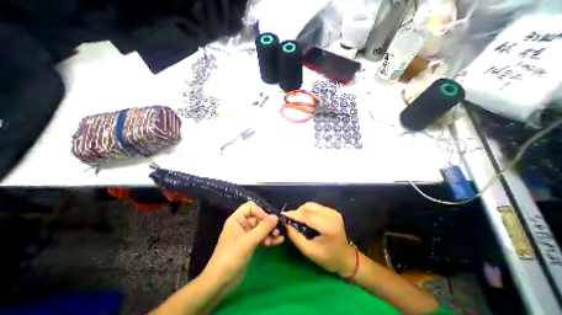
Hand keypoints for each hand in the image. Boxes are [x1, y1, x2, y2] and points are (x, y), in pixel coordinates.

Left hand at [203, 202, 285, 290]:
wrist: (220, 282)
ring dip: (269, 231)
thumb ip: (264, 227)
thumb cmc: (232, 256)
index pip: (251, 207)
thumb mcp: (249, 241)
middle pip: (258, 217)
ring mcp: (246, 235)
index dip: (260, 211)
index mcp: (237, 219)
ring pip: (261, 228)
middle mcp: (242, 224)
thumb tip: (276, 216)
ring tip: (277, 237)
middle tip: (276, 230)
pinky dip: (269, 238)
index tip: (269, 220)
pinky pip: (261, 237)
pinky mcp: (250, 244)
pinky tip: (279, 241)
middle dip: (268, 223)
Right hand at [283, 203, 351, 276]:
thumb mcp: (309, 251)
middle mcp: (331, 214)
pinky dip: (307, 211)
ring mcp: (332, 211)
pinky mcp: (332, 211)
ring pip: (311, 205)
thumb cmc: (328, 258)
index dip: (293, 215)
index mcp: (327, 226)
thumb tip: (285, 224)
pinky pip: (315, 207)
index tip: (282, 216)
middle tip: (288, 220)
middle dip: (297, 212)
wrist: (346, 258)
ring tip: (296, 220)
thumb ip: (295, 236)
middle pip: (308, 207)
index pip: (307, 215)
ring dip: (302, 211)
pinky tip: (305, 219)